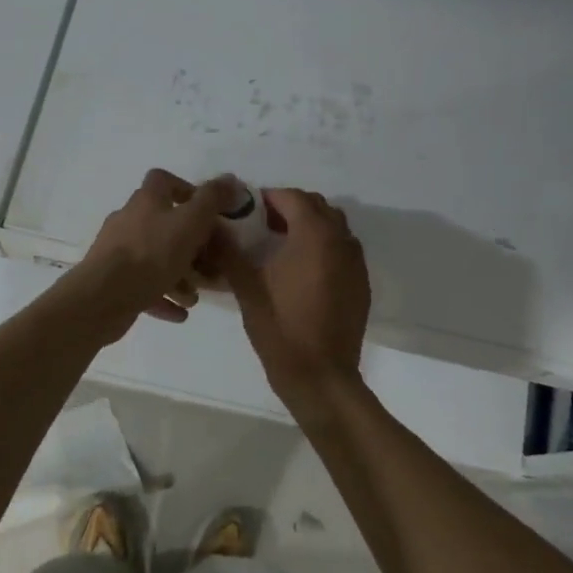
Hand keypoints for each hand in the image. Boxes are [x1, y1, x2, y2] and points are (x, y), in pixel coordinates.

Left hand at [67, 169, 233, 343]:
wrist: (104, 297)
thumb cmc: (152, 254)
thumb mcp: (191, 222)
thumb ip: (212, 199)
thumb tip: (230, 178)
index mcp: (145, 201)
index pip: (163, 180)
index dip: (186, 190)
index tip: (207, 212)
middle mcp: (128, 221)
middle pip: (163, 226)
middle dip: (189, 247)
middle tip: (208, 265)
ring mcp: (117, 253)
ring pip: (155, 260)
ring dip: (178, 277)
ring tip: (194, 297)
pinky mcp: (113, 282)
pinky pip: (144, 287)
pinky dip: (163, 297)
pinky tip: (180, 313)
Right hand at [215, 188, 369, 413]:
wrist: (320, 375)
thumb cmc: (280, 328)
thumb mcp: (247, 288)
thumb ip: (229, 252)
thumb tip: (211, 228)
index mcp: (314, 236)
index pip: (292, 197)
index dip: (268, 198)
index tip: (246, 210)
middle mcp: (341, 241)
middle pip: (317, 207)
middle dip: (289, 208)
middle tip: (262, 225)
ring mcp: (355, 262)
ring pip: (334, 227)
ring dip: (309, 226)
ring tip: (281, 246)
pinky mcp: (360, 283)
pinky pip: (343, 250)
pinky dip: (323, 247)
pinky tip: (302, 271)